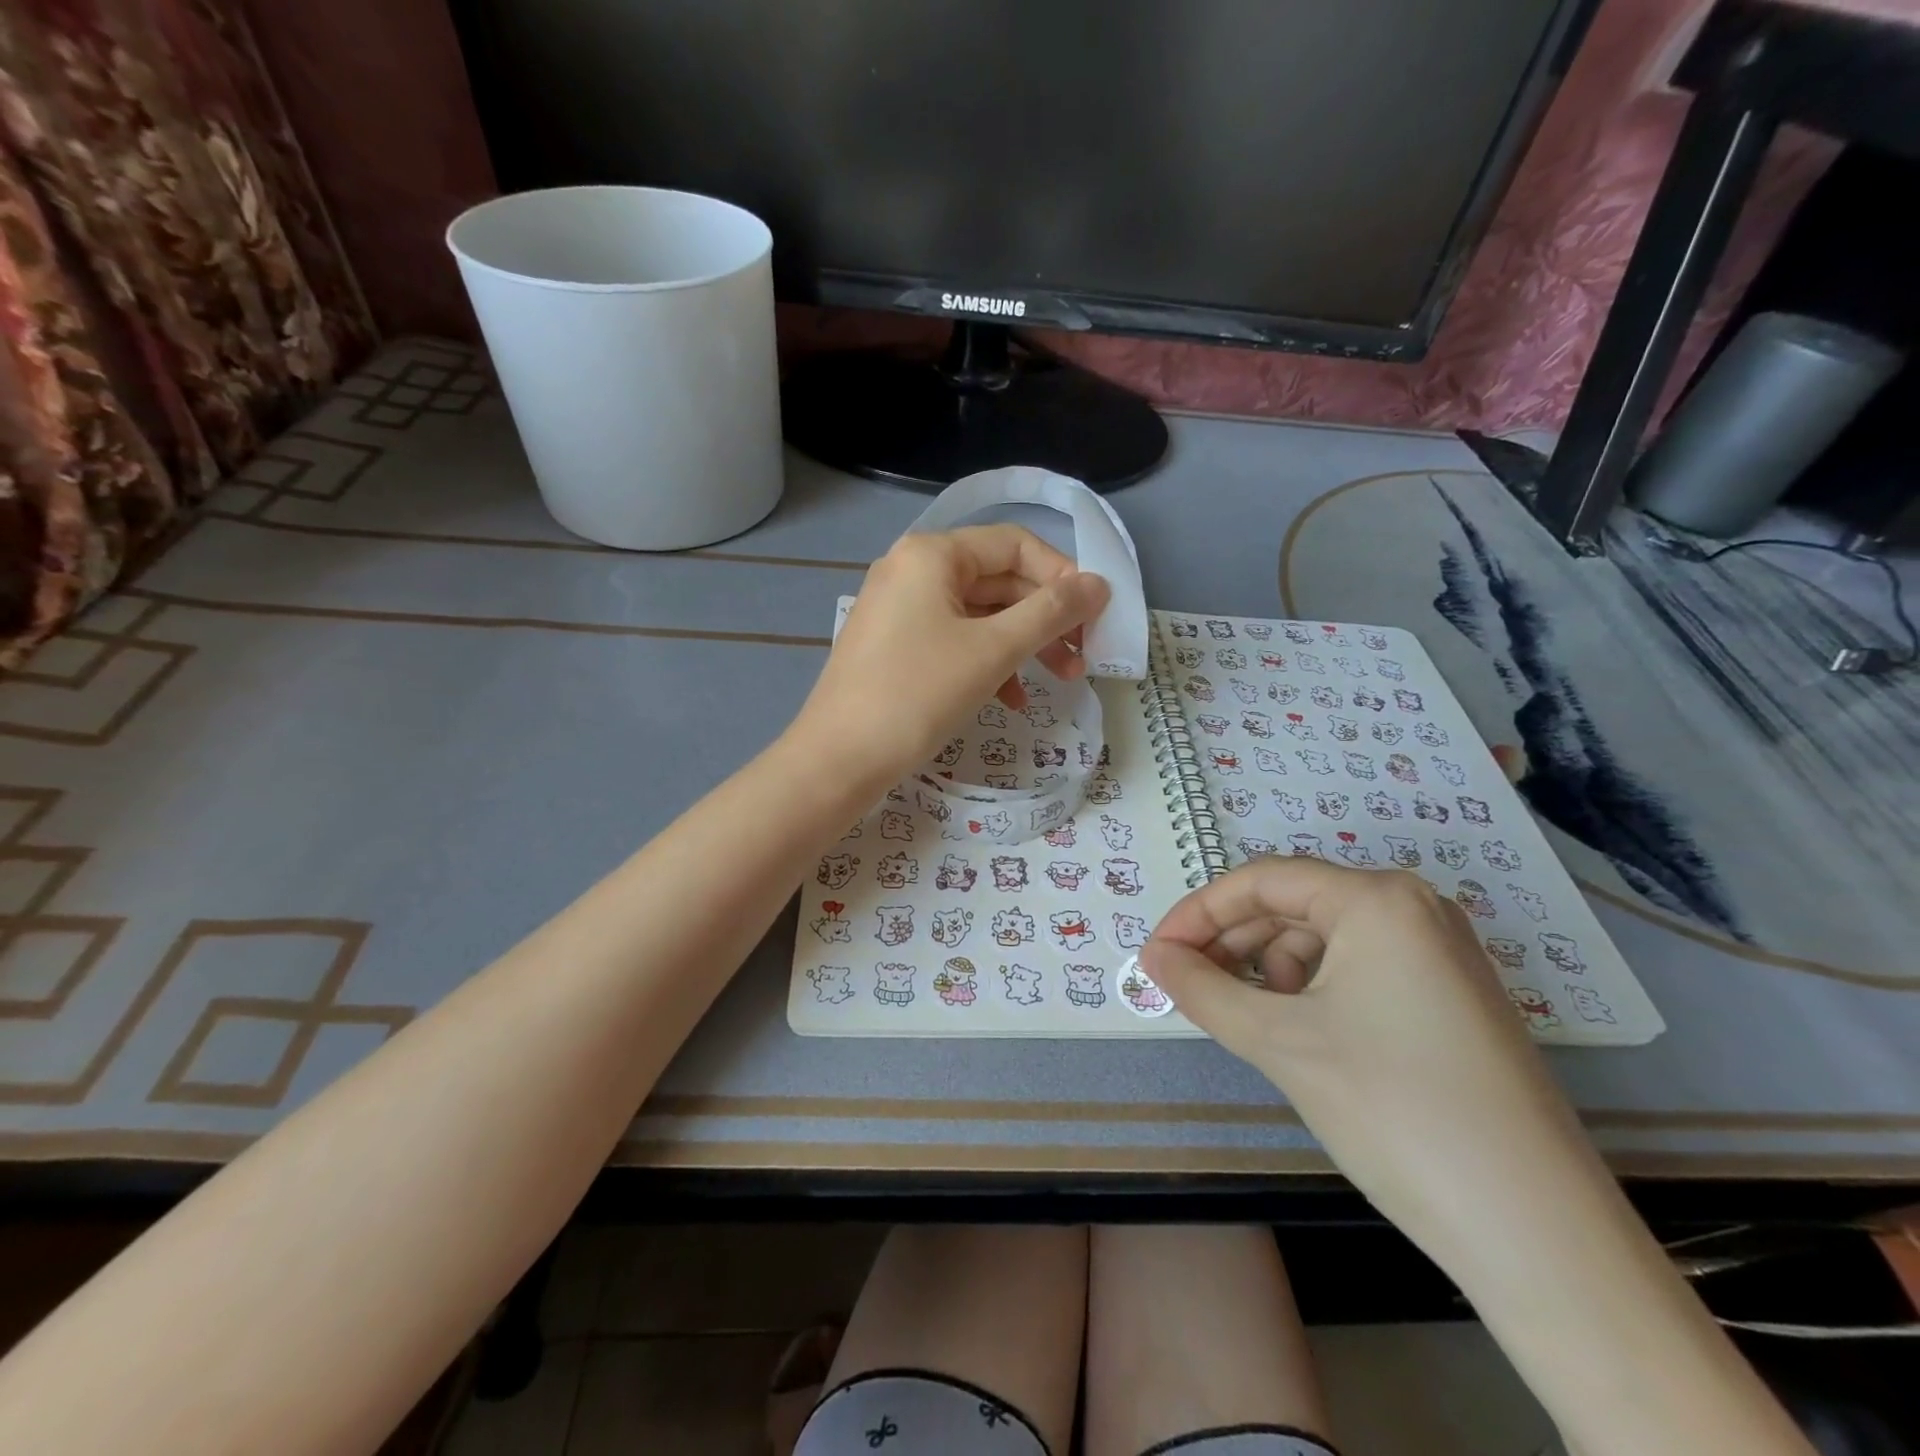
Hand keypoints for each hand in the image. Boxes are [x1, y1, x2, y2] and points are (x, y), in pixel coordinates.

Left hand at [792, 525, 1109, 779]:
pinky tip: (1012, 698)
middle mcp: (912, 570)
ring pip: (980, 614)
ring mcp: (900, 609)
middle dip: (1046, 617)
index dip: (1062, 575)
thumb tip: (1099, 583)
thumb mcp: (993, 650)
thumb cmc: (918, 694)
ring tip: (1063, 679)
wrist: (838, 759)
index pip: (1015, 544)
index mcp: (932, 554)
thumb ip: (1051, 612)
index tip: (1094, 616)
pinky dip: (988, 662)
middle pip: (999, 579)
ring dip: (1024, 643)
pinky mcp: (895, 646)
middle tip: (1084, 656)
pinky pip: (955, 640)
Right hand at [1142, 860, 1596, 1250]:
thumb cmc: (1395, 1111)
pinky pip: (1359, 967)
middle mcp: (1414, 907)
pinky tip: (1299, 1032)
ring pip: (1324, 937)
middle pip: (1293, 904)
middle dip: (1233, 942)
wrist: (1537, 1233)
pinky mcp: (1451, 994)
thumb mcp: (1280, 1043)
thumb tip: (1152, 957)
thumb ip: (1202, 989)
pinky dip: (1313, 989)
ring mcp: (1440, 951)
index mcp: (1377, 899)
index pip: (1261, 880)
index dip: (1198, 912)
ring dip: (1271, 968)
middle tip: (1188, 986)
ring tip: (1249, 1019)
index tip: (1157, 954)